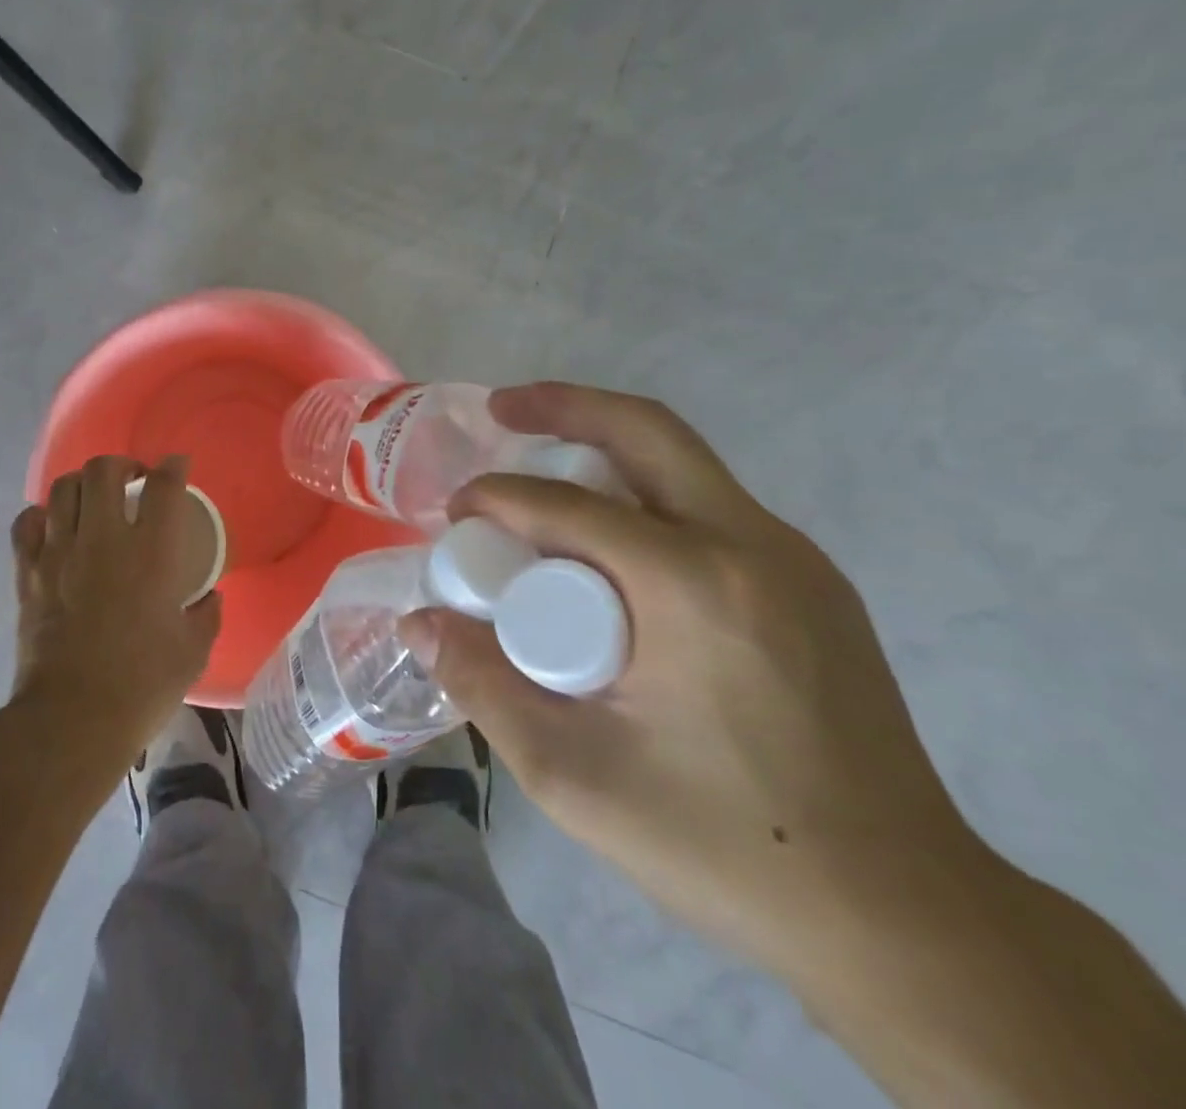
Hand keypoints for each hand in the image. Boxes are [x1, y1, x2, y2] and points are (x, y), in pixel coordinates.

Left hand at [8, 456, 221, 770]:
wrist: (73, 719)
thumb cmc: (142, 685)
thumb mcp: (193, 651)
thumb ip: (205, 615)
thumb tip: (208, 597)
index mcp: (150, 554)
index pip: (163, 487)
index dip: (173, 467)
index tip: (178, 465)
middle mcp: (103, 541)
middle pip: (104, 471)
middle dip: (122, 464)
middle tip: (133, 480)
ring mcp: (59, 553)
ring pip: (63, 488)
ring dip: (83, 484)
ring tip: (94, 499)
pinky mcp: (28, 574)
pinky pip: (26, 524)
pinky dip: (41, 516)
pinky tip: (54, 527)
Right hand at [400, 383, 990, 983]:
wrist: (903, 918)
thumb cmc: (724, 843)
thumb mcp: (572, 775)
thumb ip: (482, 686)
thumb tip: (420, 622)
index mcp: (694, 585)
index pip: (567, 506)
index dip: (496, 498)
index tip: (454, 516)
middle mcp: (753, 546)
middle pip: (647, 431)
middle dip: (564, 405)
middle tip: (502, 408)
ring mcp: (794, 561)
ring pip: (683, 464)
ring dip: (605, 448)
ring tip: (543, 470)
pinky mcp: (812, 586)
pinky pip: (709, 506)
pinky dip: (644, 495)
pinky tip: (609, 545)